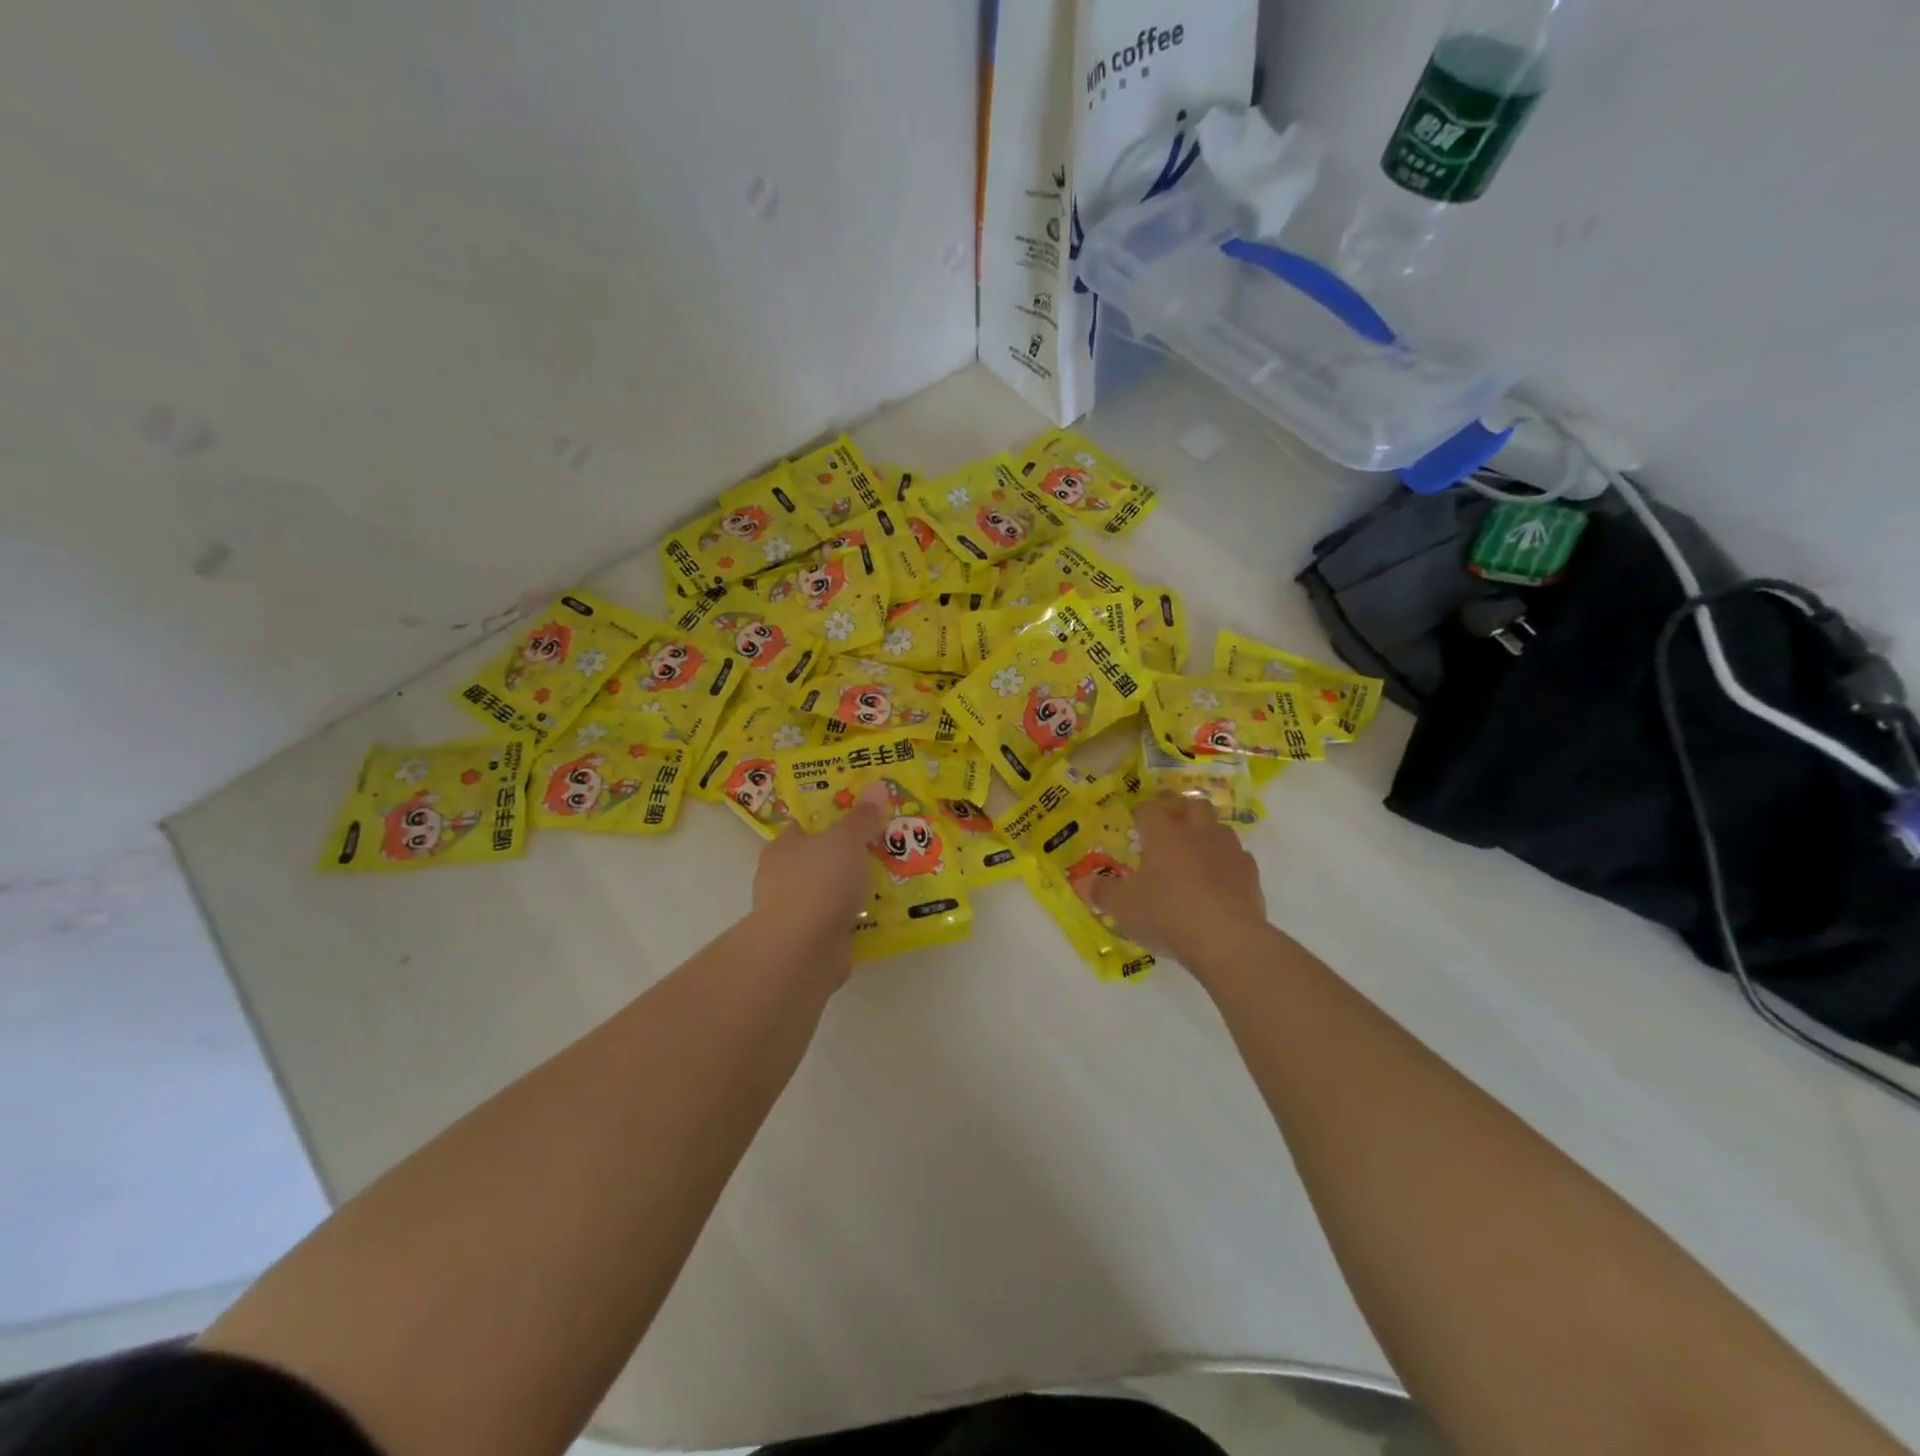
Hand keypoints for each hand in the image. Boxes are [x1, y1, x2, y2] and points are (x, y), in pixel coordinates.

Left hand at [750, 783, 889, 959]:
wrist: (802, 951)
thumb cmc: (818, 882)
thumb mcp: (846, 840)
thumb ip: (862, 818)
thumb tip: (878, 787)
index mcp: (784, 846)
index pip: (807, 824)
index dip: (833, 816)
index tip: (863, 812)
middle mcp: (783, 876)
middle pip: (821, 856)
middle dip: (850, 852)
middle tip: (886, 842)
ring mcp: (796, 910)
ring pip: (831, 889)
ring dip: (855, 886)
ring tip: (893, 876)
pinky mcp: (811, 938)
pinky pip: (839, 917)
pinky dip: (857, 914)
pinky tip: (883, 910)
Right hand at [1081, 795, 1267, 967]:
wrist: (1227, 940)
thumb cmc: (1166, 915)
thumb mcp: (1123, 908)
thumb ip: (1102, 892)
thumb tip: (1083, 882)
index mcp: (1163, 834)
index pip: (1149, 809)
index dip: (1140, 814)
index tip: (1135, 826)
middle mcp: (1197, 832)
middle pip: (1192, 804)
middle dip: (1181, 811)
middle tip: (1169, 830)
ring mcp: (1228, 850)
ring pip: (1219, 828)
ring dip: (1207, 835)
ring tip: (1195, 855)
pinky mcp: (1250, 873)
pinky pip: (1237, 857)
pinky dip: (1227, 863)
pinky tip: (1219, 882)